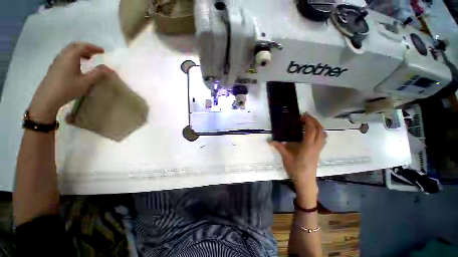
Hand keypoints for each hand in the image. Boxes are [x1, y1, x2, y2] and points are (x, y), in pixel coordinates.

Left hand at [29, 42, 112, 122]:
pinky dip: (74, 56)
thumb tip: (110, 69)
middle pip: (74, 46)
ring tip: (88, 59)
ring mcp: (57, 61)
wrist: (48, 98)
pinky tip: (78, 65)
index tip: (103, 52)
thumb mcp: (86, 82)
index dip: (94, 48)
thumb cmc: (68, 88)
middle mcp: (63, 56)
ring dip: (80, 52)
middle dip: (86, 48)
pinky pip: (66, 56)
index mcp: (70, 57)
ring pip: (69, 51)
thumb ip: (98, 74)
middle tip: (96, 54)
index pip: (83, 46)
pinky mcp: (55, 67)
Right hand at [270, 114, 326, 207]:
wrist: (306, 182)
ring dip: (318, 126)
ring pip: (323, 135)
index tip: (302, 115)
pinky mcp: (318, 152)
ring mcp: (318, 150)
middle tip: (306, 117)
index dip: (309, 121)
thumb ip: (279, 147)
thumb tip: (270, 141)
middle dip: (314, 121)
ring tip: (309, 123)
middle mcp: (316, 146)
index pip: (312, 130)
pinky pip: (322, 139)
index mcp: (308, 147)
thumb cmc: (296, 170)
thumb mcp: (286, 158)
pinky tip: (311, 134)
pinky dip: (319, 133)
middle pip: (320, 130)